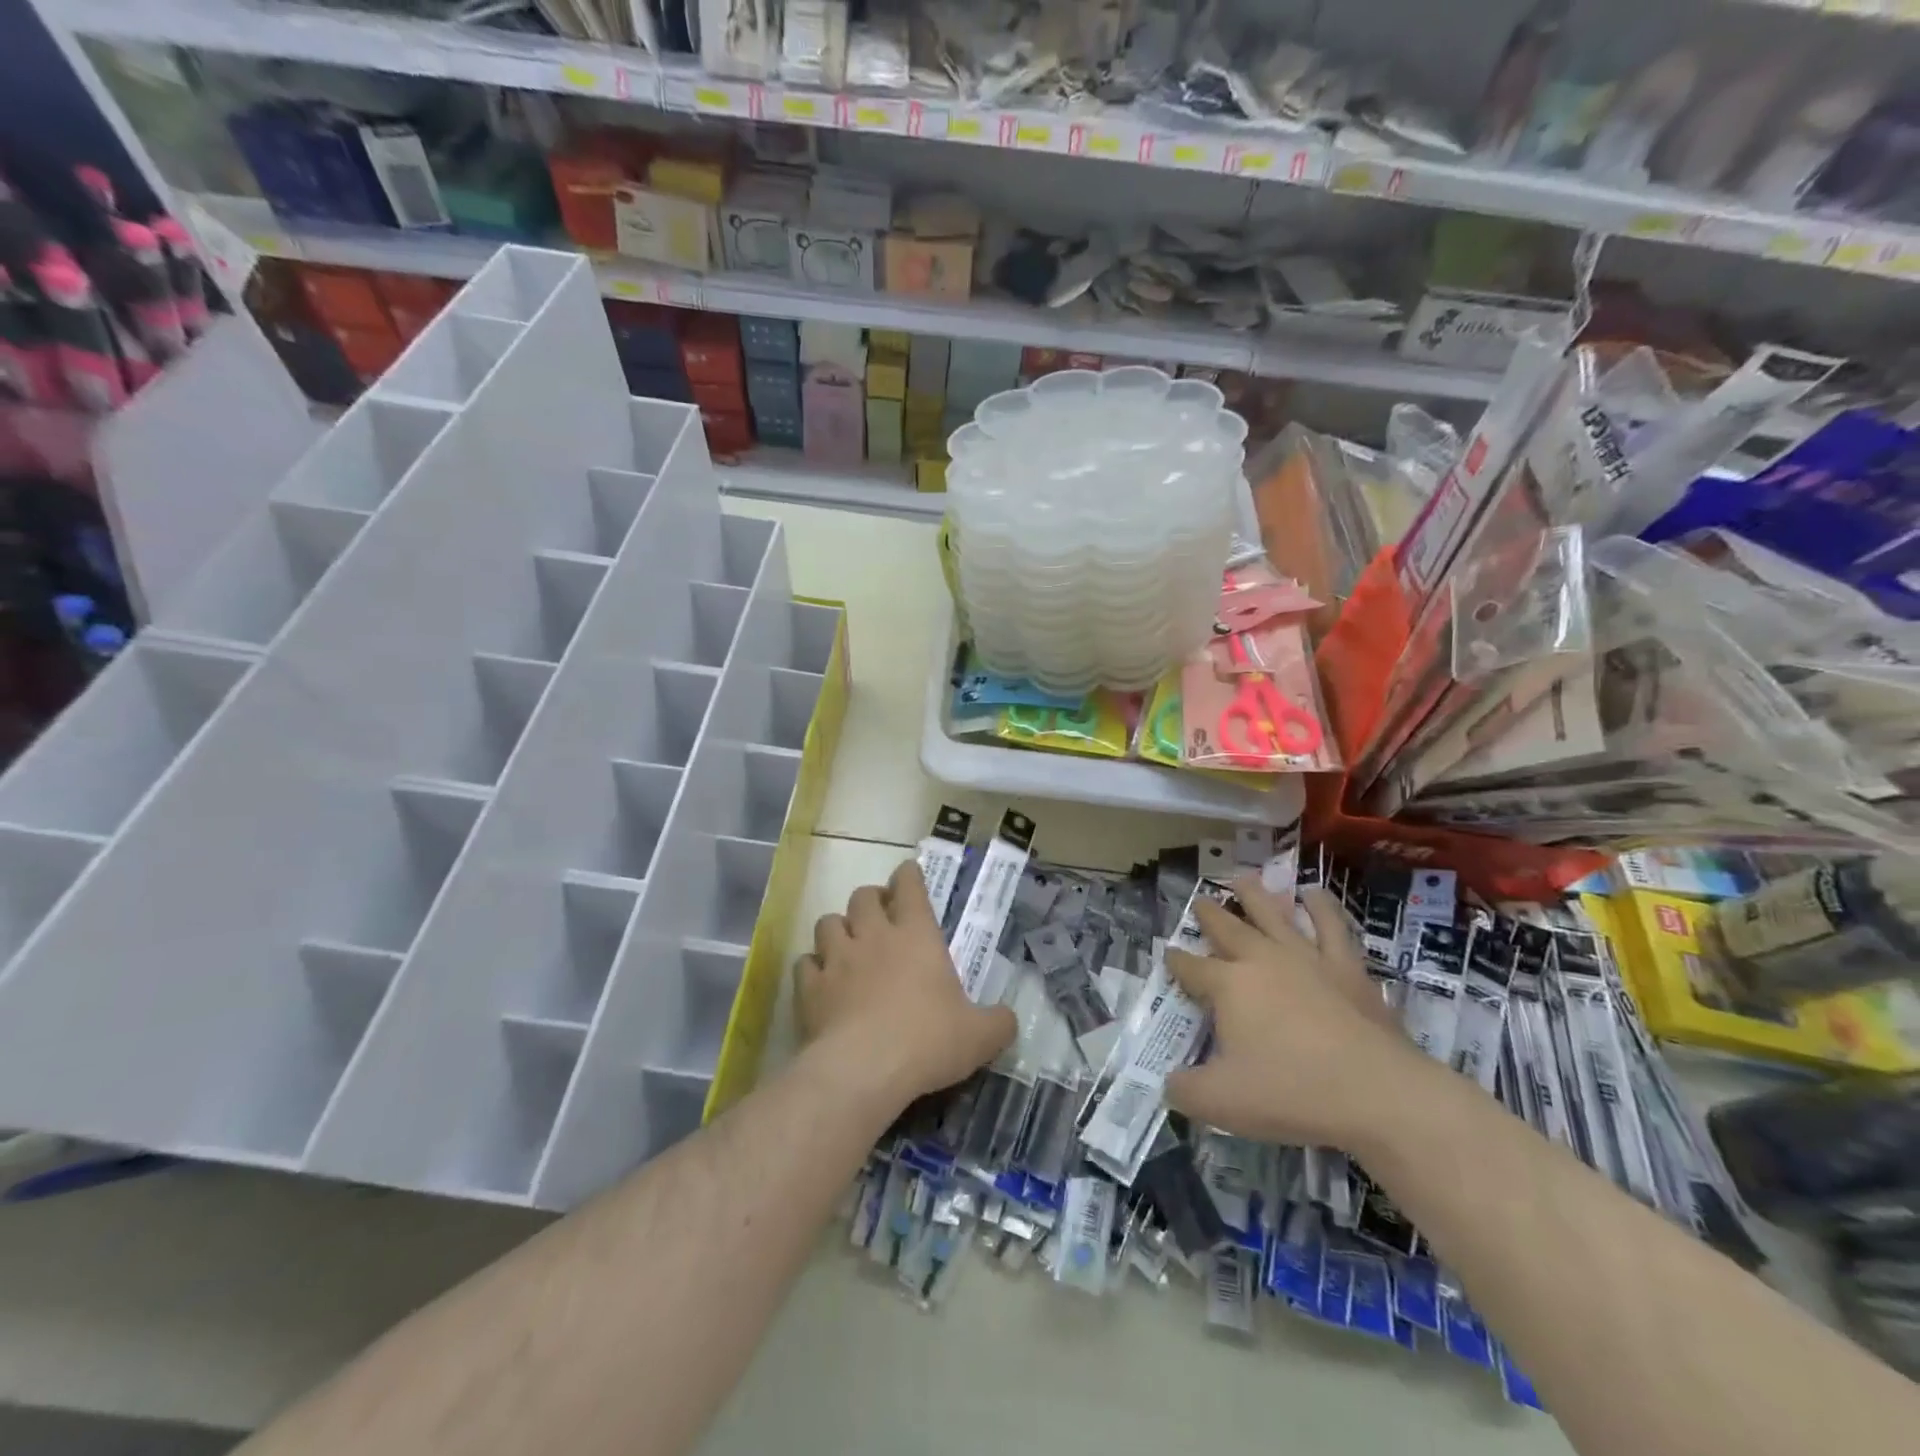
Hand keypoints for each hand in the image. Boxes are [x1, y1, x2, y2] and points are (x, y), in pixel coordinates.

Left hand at [794, 859, 1015, 1109]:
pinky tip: (821, 982)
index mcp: (917, 935)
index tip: (908, 874)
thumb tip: (1008, 1020)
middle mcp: (874, 936)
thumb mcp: (979, 1036)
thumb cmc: (928, 1040)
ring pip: (828, 922)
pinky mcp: (810, 988)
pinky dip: (813, 968)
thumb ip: (997, 1023)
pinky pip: (805, 963)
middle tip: (880, 916)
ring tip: (847, 945)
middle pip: (863, 897)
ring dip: (838, 928)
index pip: (910, 886)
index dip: (908, 876)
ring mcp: (837, 959)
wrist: (864, 1069)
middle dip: (871, 900)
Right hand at [1163, 880, 1435, 1155]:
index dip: (1176, 961)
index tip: (1169, 955)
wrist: (1378, 1094)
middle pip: (1227, 928)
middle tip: (1199, 900)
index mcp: (1227, 986)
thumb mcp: (1222, 1103)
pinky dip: (1320, 906)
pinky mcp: (1346, 966)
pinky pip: (1331, 926)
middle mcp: (1261, 959)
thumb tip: (1169, 1084)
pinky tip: (1313, 894)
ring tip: (1243, 878)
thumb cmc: (1292, 1093)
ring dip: (1255, 894)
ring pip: (1273, 914)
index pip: (1191, 967)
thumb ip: (1185, 1091)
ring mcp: (1306, 958)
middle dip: (1208, 914)